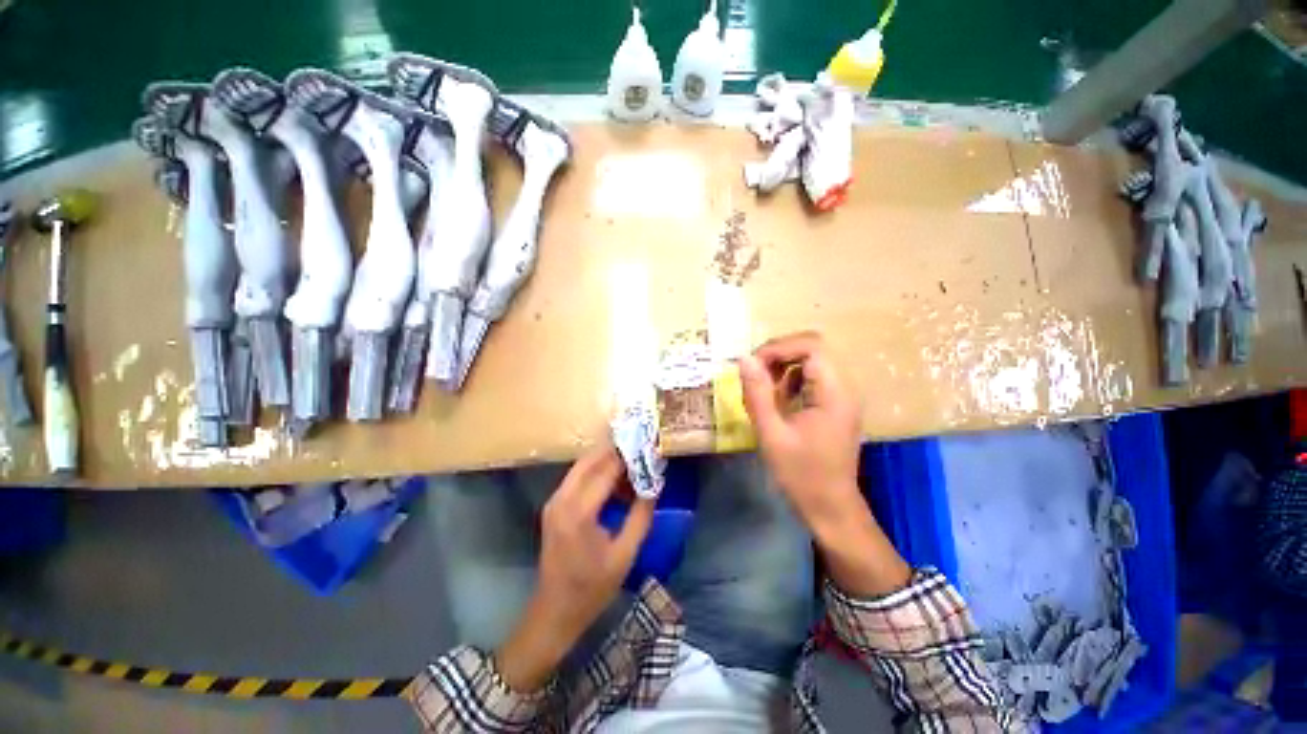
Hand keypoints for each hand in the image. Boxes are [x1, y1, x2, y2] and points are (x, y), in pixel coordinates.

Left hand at [495, 442, 654, 691]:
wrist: (554, 611)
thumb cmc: (592, 588)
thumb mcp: (625, 554)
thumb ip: (641, 515)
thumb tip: (653, 485)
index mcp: (579, 512)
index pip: (606, 470)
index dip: (628, 458)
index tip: (648, 450)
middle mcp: (562, 499)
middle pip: (590, 460)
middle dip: (616, 453)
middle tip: (640, 452)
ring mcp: (554, 501)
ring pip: (582, 466)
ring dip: (605, 462)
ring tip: (631, 467)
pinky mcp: (553, 506)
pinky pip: (576, 478)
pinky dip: (596, 473)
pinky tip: (614, 482)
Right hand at [737, 332, 863, 536]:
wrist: (830, 507)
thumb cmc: (801, 475)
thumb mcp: (771, 434)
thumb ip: (757, 393)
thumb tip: (744, 358)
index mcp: (834, 393)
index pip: (811, 346)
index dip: (778, 348)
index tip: (752, 365)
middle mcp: (844, 387)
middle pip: (813, 349)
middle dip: (779, 356)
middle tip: (755, 375)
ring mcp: (842, 396)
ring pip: (812, 361)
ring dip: (784, 368)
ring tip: (765, 391)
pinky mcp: (836, 405)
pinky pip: (813, 378)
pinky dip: (792, 381)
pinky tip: (779, 402)